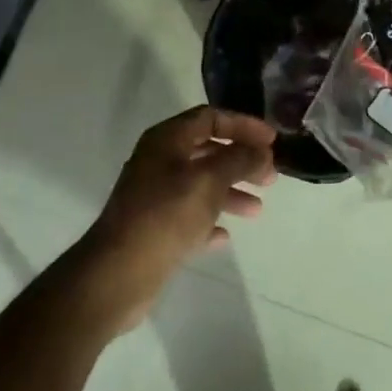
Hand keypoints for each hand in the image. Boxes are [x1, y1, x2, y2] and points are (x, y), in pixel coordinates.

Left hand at [79, 106, 276, 331]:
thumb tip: (261, 150)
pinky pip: (189, 217)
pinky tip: (225, 235)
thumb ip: (239, 159)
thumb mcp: (209, 180)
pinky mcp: (154, 228)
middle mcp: (158, 162)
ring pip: (200, 185)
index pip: (210, 118)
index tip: (272, 141)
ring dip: (230, 192)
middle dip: (241, 161)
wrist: (119, 272)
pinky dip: (209, 221)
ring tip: (257, 210)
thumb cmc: (166, 215)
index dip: (243, 125)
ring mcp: (154, 196)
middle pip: (207, 151)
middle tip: (270, 177)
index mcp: (166, 140)